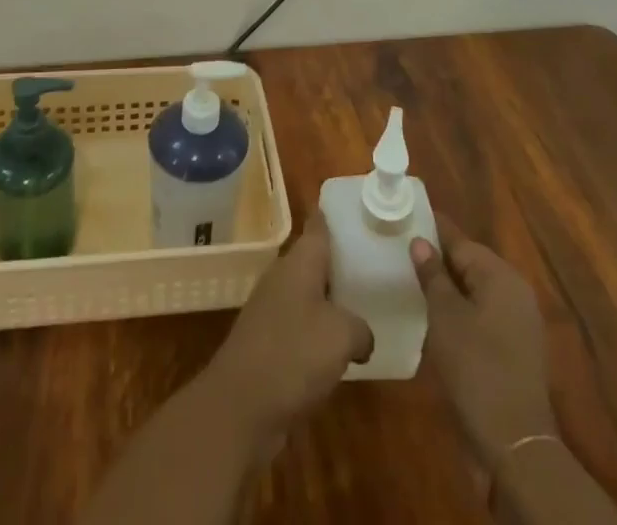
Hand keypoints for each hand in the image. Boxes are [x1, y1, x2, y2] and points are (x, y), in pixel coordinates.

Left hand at [203, 212, 372, 448]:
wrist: (241, 405)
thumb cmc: (293, 354)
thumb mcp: (341, 335)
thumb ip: (360, 327)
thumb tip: (362, 335)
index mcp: (299, 263)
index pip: (318, 227)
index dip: (333, 216)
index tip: (356, 210)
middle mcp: (283, 279)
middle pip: (315, 261)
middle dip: (341, 262)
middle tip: (375, 264)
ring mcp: (273, 311)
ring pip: (309, 295)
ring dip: (332, 302)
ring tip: (366, 307)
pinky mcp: (270, 345)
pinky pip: (302, 328)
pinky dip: (321, 334)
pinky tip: (342, 351)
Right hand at [411, 216, 556, 470]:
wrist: (514, 444)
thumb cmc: (476, 368)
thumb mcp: (445, 315)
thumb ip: (432, 274)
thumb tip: (420, 241)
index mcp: (500, 275)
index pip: (459, 239)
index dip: (430, 228)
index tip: (402, 217)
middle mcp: (514, 291)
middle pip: (469, 263)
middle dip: (436, 258)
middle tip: (399, 251)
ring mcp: (517, 323)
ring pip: (474, 290)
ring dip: (446, 287)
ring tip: (410, 282)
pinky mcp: (514, 350)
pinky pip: (481, 315)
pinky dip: (459, 311)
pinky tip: (433, 318)